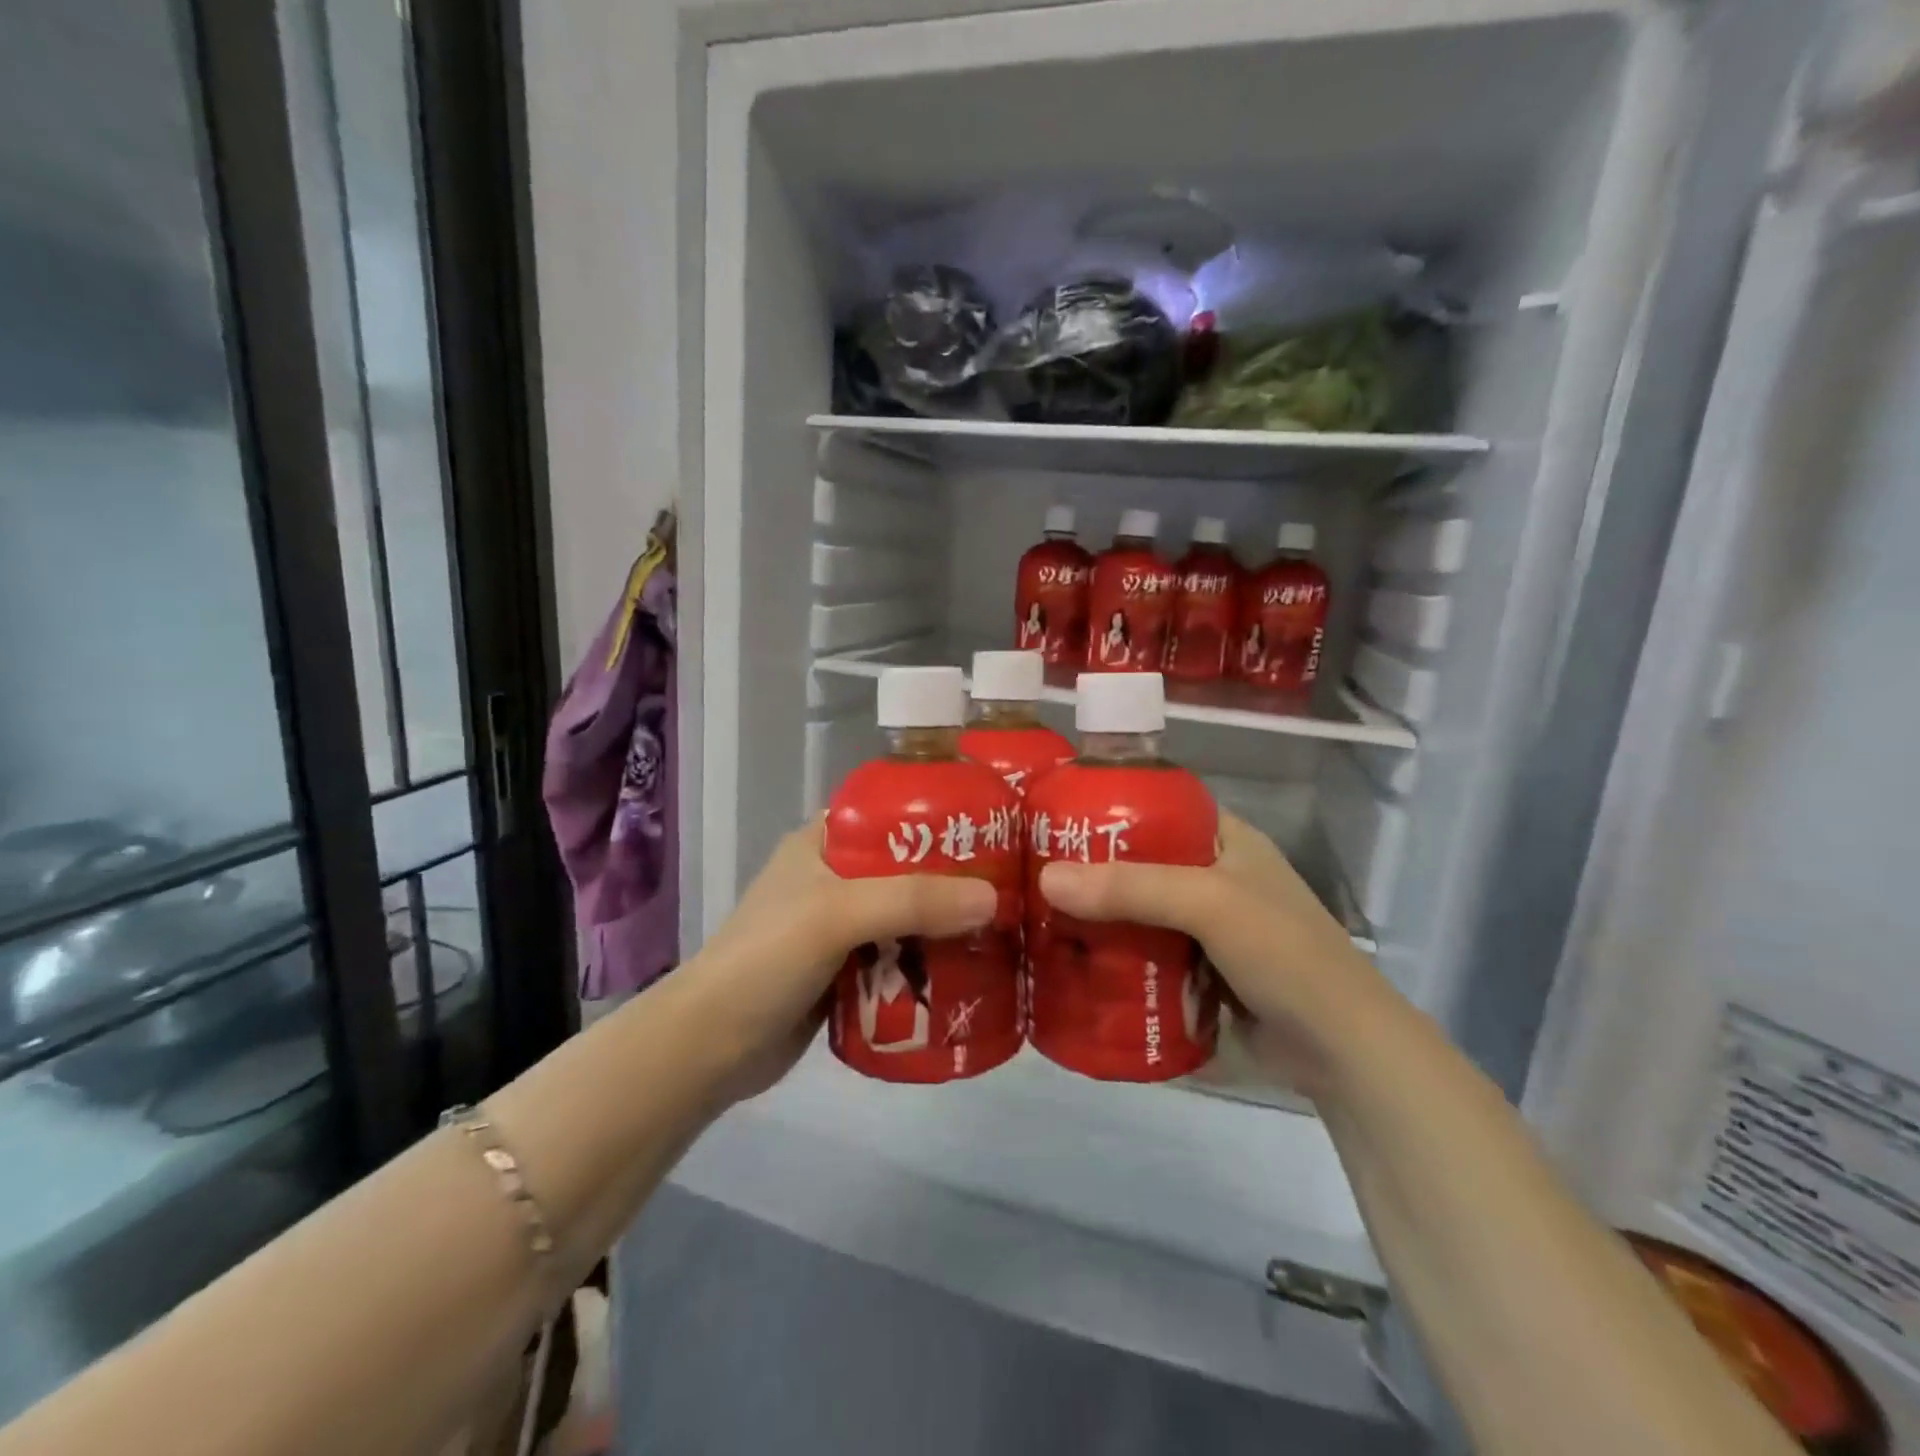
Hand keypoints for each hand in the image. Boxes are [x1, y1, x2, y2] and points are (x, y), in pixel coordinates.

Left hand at [679, 820, 997, 1102]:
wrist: (710, 1048)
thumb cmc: (766, 960)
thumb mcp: (836, 914)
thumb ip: (912, 901)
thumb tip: (993, 898)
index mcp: (823, 842)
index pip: (890, 812)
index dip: (939, 815)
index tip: (994, 826)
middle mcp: (835, 877)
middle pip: (908, 867)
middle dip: (954, 879)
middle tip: (1012, 885)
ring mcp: (840, 927)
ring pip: (908, 915)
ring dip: (946, 925)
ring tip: (1005, 928)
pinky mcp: (846, 971)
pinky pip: (900, 956)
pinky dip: (930, 962)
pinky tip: (971, 969)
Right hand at [1037, 813, 1394, 1094]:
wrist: (1341, 1051)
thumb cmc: (1284, 954)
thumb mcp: (1209, 904)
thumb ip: (1131, 889)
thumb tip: (1046, 879)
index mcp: (1224, 840)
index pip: (1156, 807)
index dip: (1106, 807)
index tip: (1051, 816)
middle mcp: (1211, 876)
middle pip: (1137, 863)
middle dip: (1089, 870)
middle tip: (1029, 872)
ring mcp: (1204, 928)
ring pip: (1136, 912)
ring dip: (1096, 918)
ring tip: (1033, 915)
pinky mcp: (1197, 972)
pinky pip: (1143, 954)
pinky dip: (1112, 957)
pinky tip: (1069, 960)